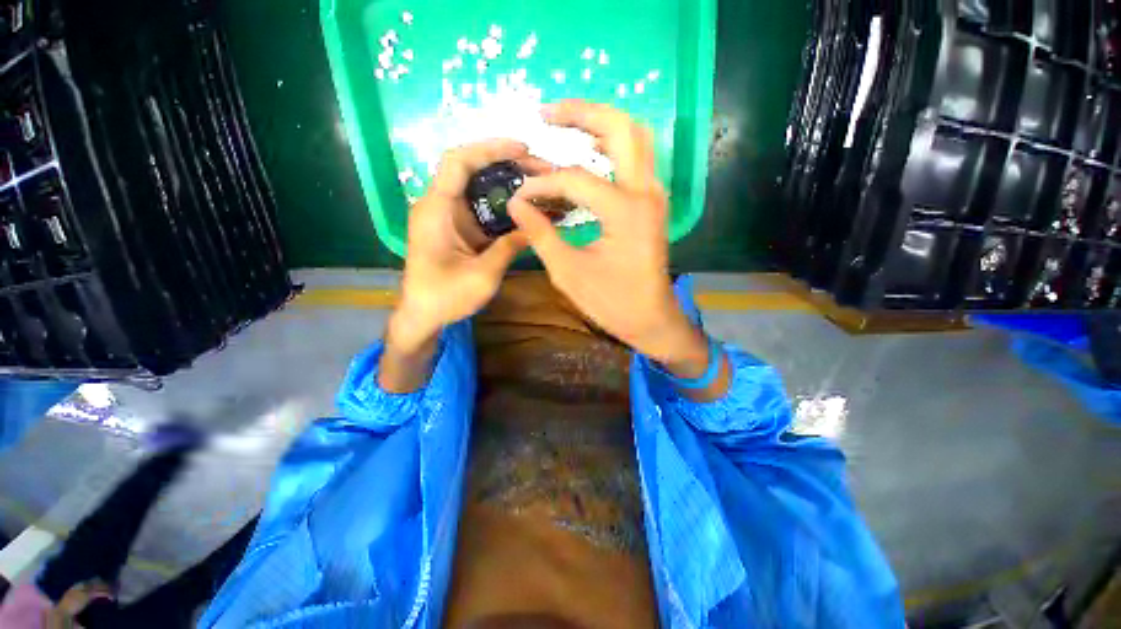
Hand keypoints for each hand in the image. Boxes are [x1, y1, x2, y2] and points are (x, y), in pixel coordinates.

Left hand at [392, 139, 545, 350]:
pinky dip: (505, 206)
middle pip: (473, 170)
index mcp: (436, 209)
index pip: (458, 162)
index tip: (522, 149)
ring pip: (480, 188)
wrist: (423, 316)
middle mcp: (440, 204)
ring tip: (541, 185)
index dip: (490, 149)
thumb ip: (509, 247)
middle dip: (508, 165)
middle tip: (542, 170)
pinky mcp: (459, 228)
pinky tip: (527, 208)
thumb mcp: (483, 274)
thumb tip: (536, 227)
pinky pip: (483, 208)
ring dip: (509, 184)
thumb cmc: (444, 296)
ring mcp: (450, 216)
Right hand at [507, 101, 707, 371]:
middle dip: (581, 113)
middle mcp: (646, 192)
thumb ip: (540, 234)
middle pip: (620, 127)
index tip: (520, 196)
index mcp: (625, 210)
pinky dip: (613, 145)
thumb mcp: (568, 272)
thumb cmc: (612, 302)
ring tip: (565, 125)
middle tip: (546, 114)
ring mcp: (654, 195)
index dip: (542, 184)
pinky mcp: (653, 203)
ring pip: (635, 136)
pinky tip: (591, 152)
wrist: (652, 319)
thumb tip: (515, 203)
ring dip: (600, 123)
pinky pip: (637, 158)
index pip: (575, 179)